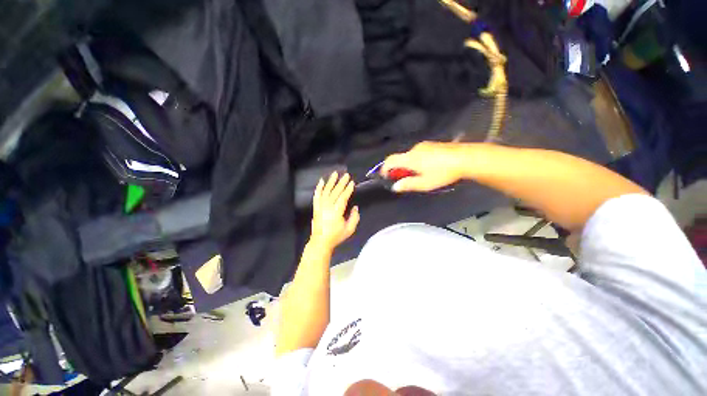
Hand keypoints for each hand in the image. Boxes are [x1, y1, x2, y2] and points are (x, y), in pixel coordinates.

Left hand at [310, 172, 359, 249]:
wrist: (321, 242)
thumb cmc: (336, 236)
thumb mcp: (349, 229)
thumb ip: (354, 217)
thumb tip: (355, 207)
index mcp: (337, 211)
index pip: (343, 197)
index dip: (348, 189)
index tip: (352, 182)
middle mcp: (328, 206)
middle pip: (335, 192)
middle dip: (341, 182)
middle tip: (346, 175)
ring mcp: (320, 206)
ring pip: (326, 191)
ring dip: (330, 182)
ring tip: (335, 174)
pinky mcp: (316, 208)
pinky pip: (317, 196)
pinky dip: (319, 188)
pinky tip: (321, 181)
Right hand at [382, 141, 468, 191]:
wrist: (467, 158)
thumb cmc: (443, 173)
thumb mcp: (425, 183)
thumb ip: (408, 185)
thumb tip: (395, 187)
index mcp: (410, 158)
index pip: (390, 161)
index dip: (384, 169)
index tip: (386, 177)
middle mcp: (414, 149)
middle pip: (400, 158)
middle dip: (399, 169)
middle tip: (405, 180)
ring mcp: (424, 145)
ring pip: (410, 156)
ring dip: (409, 165)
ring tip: (419, 175)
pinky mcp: (433, 144)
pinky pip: (419, 153)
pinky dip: (417, 161)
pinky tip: (429, 167)